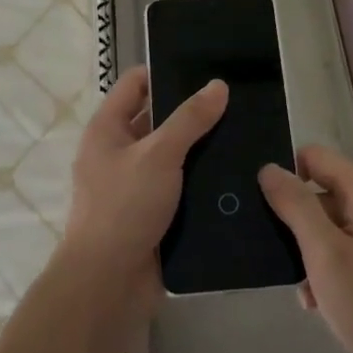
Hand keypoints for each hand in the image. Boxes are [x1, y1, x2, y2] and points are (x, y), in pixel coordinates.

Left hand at [61, 66, 226, 319]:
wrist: (109, 283)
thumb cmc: (124, 206)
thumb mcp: (159, 154)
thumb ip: (190, 119)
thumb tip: (218, 85)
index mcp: (107, 128)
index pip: (135, 84)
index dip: (165, 72)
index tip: (205, 69)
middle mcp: (118, 152)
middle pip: (157, 119)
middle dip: (191, 112)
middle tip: (236, 101)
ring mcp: (135, 184)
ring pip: (172, 155)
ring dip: (200, 148)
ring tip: (245, 133)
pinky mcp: (152, 213)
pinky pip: (179, 187)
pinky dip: (201, 180)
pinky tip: (235, 173)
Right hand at [259, 146, 352, 352]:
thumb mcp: (325, 255)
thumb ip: (296, 206)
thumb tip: (268, 168)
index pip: (314, 157)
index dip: (287, 178)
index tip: (270, 214)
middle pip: (323, 191)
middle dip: (300, 223)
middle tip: (288, 263)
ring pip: (333, 222)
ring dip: (314, 251)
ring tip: (306, 291)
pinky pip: (351, 244)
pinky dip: (333, 264)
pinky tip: (323, 300)